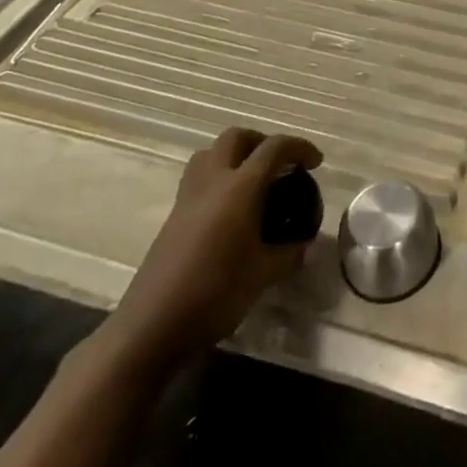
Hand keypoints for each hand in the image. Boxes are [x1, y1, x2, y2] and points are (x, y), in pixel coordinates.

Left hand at [102, 127, 323, 374]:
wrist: (150, 328)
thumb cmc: (214, 293)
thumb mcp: (263, 275)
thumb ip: (289, 255)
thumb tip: (307, 247)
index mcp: (239, 188)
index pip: (274, 148)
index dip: (299, 148)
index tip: (315, 163)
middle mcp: (212, 182)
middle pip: (236, 137)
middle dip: (261, 141)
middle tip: (279, 164)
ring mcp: (187, 199)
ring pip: (210, 154)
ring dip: (234, 156)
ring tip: (252, 181)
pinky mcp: (172, 219)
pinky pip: (198, 180)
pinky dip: (218, 180)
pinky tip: (230, 213)